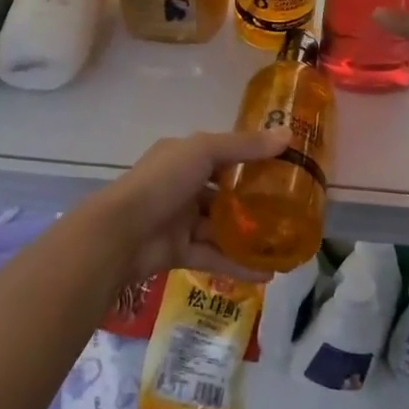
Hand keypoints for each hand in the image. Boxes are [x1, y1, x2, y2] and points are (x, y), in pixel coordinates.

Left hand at [96, 127, 290, 284]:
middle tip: (288, 209)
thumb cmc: (162, 182)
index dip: (251, 158)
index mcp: (183, 156)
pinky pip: (214, 257)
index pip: (222, 154)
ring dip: (248, 235)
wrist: (121, 234)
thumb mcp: (204, 152)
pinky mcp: (180, 252)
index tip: (283, 166)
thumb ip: (244, 146)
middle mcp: (182, 185)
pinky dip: (238, 265)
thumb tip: (288, 134)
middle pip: (223, 192)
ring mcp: (180, 221)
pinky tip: (267, 274)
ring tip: (282, 243)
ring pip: (220, 227)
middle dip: (252, 200)